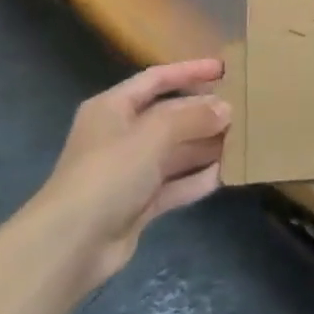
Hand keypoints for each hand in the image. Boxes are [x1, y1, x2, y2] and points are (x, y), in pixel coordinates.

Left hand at [40, 59, 230, 289]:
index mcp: (113, 107)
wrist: (71, 244)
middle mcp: (120, 135)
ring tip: (242, 140)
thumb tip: (225, 108)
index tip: (223, 69)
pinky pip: (174, 184)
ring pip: (174, 151)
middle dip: (203, 113)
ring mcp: (129, 171)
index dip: (189, 71)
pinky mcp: (137, 204)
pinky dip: (196, 179)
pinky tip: (225, 175)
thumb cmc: (108, 174)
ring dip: (205, 146)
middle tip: (242, 109)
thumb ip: (191, 117)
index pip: (156, 79)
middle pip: (169, 116)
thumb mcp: (152, 135)